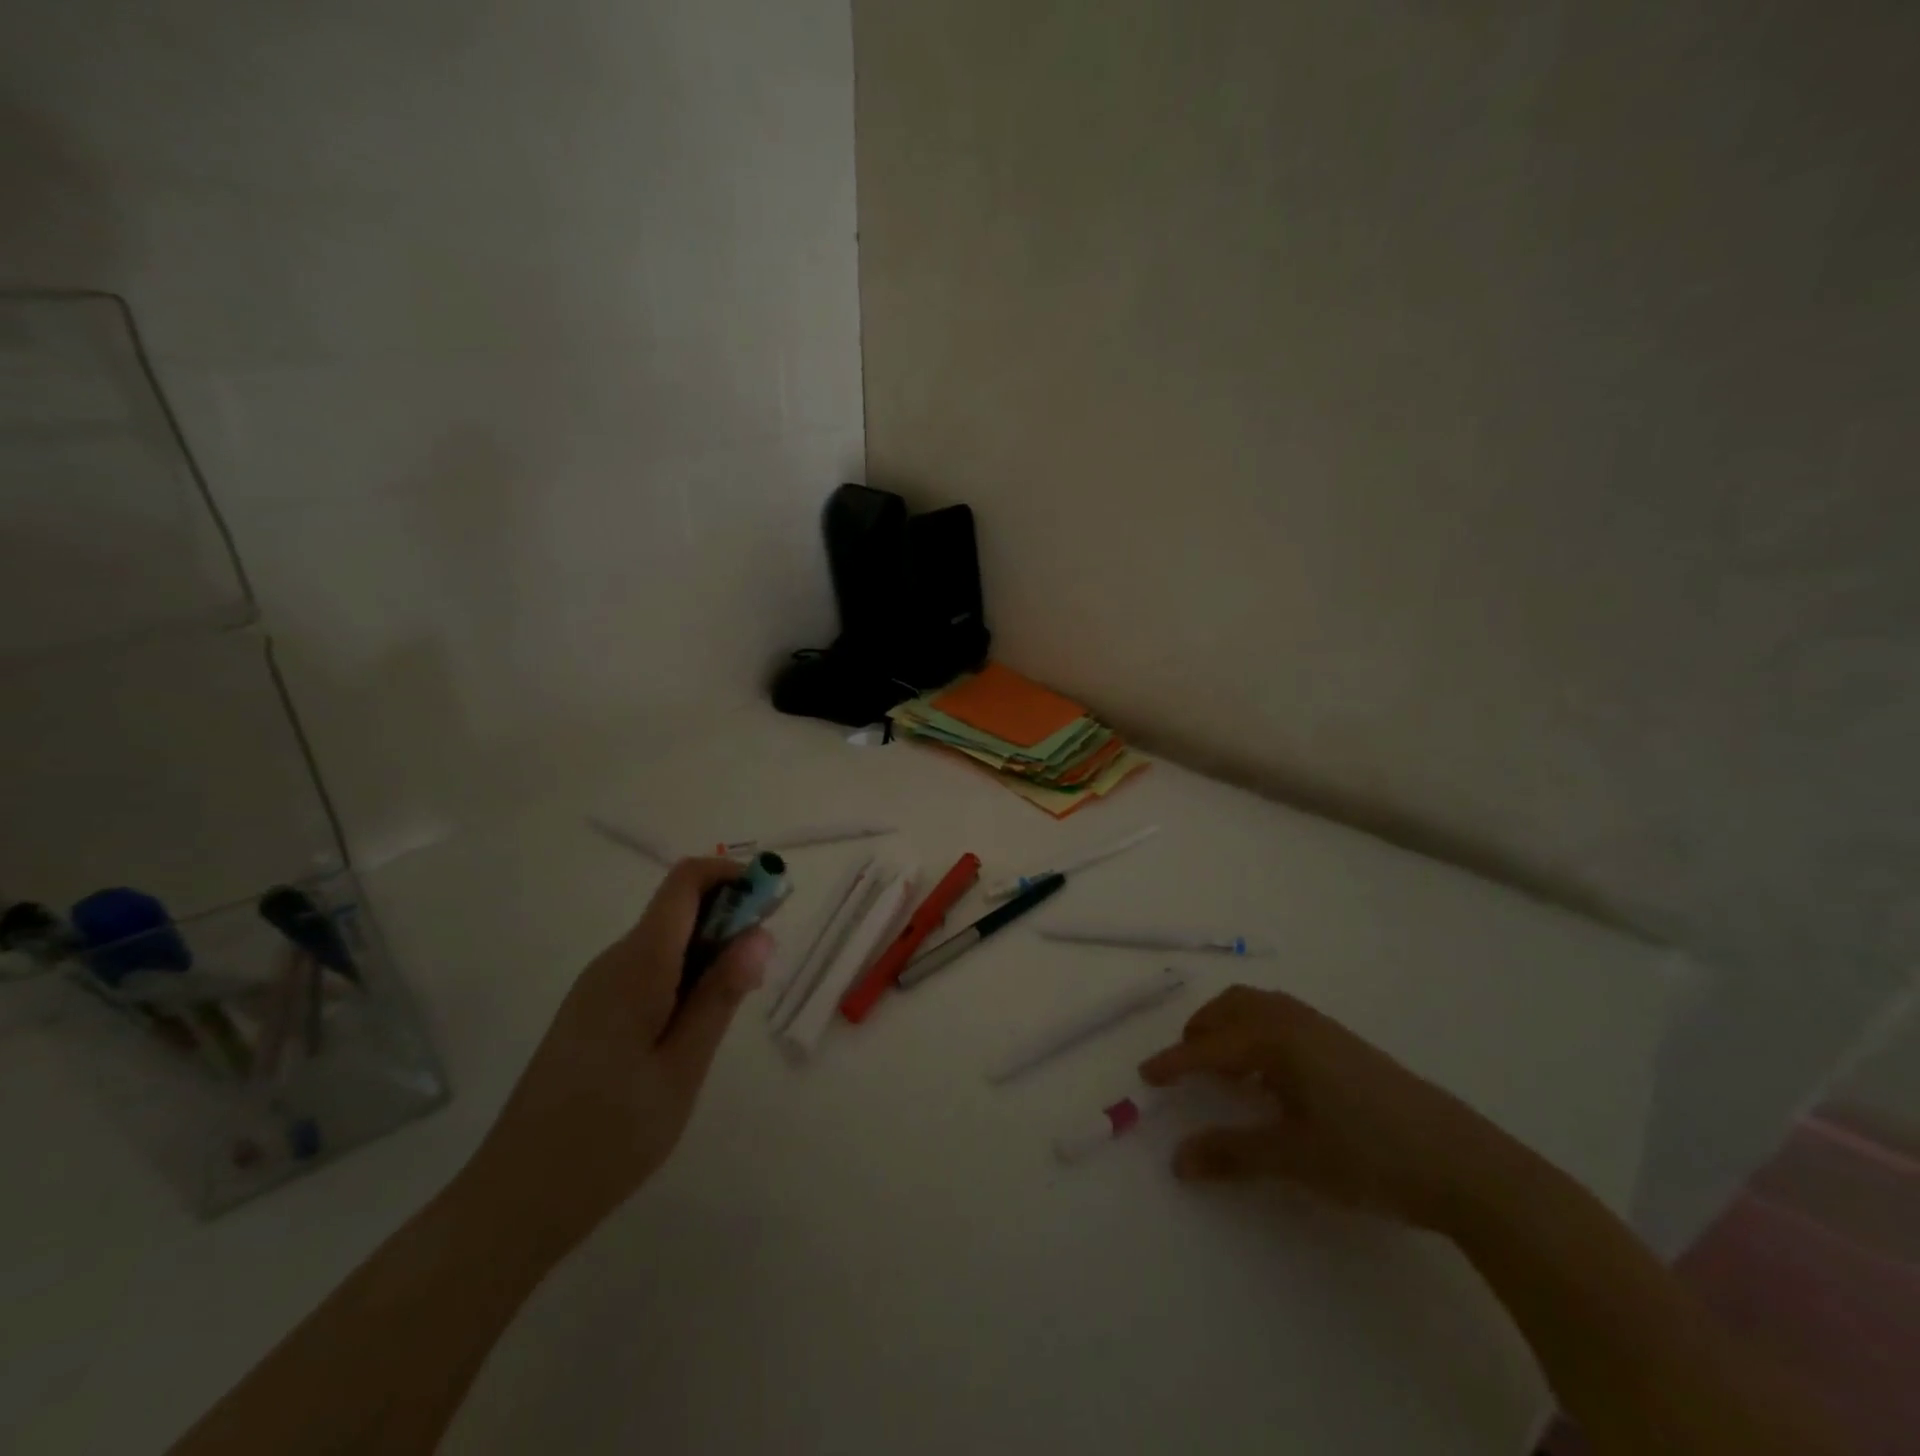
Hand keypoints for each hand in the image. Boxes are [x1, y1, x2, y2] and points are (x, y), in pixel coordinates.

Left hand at [467, 859, 772, 1248]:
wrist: (517, 1199)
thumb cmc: (610, 1136)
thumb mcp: (682, 1067)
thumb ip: (720, 994)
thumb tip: (760, 933)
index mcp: (637, 964)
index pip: (686, 881)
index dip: (734, 876)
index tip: (774, 902)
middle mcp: (614, 961)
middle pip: (679, 906)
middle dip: (731, 916)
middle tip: (766, 963)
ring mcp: (598, 986)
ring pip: (666, 939)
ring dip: (711, 949)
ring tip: (738, 1000)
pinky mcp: (593, 1011)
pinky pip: (650, 968)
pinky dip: (686, 974)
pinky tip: (698, 1022)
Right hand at [1140, 985, 1524, 1232]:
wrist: (1463, 1162)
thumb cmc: (1370, 1154)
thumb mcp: (1294, 1158)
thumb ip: (1231, 1153)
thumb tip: (1177, 1159)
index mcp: (1277, 1039)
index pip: (1210, 1047)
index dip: (1174, 1062)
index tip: (1145, 1075)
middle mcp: (1294, 1021)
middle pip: (1231, 1008)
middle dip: (1202, 1032)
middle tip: (1186, 1067)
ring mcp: (1322, 1027)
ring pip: (1258, 1008)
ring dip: (1230, 1027)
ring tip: (1224, 1068)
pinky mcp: (1343, 1043)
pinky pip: (1281, 1018)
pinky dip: (1257, 1032)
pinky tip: (1270, 1074)